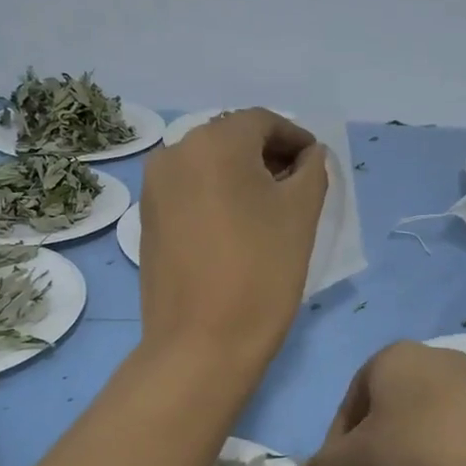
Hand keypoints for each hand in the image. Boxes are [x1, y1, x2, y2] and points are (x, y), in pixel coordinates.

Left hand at [138, 109, 327, 367]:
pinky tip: (237, 226)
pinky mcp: (148, 219)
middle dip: (268, 156)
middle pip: (232, 139)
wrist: (201, 343)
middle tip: (299, 187)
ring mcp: (154, 187)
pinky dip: (217, 195)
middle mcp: (175, 152)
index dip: (296, 139)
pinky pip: (190, 190)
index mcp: (214, 142)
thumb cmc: (261, 271)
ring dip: (242, 176)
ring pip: (209, 165)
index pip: (263, 122)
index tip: (317, 166)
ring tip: (270, 209)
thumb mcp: (301, 214)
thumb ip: (312, 170)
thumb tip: (309, 155)